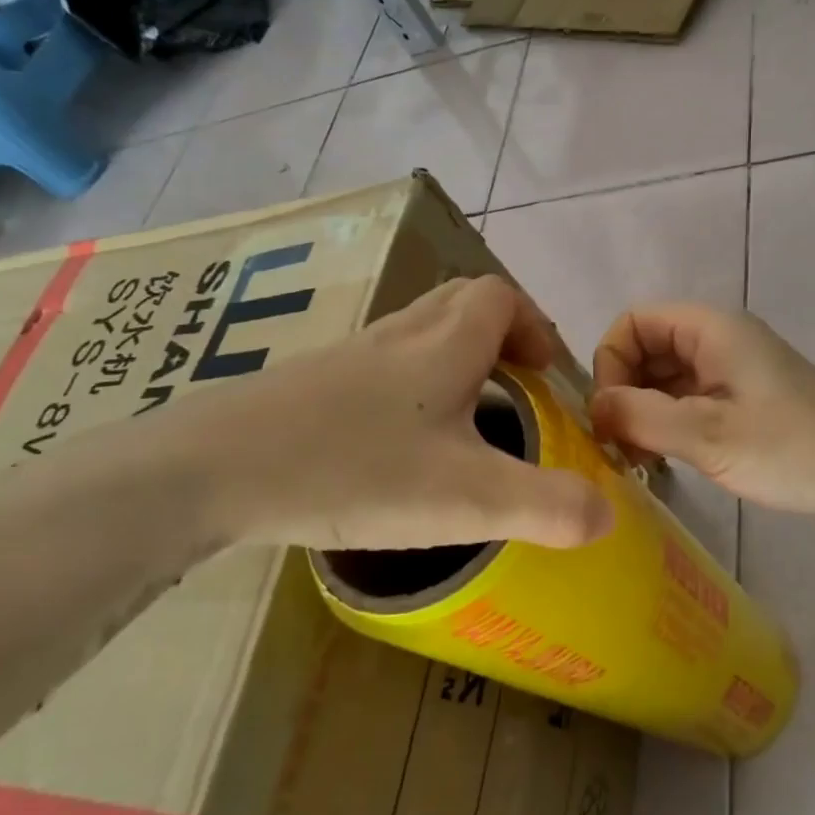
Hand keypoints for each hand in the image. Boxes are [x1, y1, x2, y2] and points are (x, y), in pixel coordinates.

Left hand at [148, 276, 612, 551]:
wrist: (209, 471)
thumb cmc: (354, 470)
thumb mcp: (467, 499)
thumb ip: (546, 507)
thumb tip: (606, 516)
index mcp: (443, 347)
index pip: (499, 298)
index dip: (532, 325)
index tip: (544, 373)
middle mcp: (398, 336)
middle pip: (458, 303)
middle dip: (497, 333)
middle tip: (513, 385)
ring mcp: (348, 357)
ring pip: (416, 332)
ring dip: (452, 358)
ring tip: (464, 417)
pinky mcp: (308, 384)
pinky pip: (377, 365)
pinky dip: (406, 385)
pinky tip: (395, 443)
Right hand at [589, 303, 814, 527]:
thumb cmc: (792, 449)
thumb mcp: (710, 435)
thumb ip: (642, 417)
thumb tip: (592, 408)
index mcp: (711, 329)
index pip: (634, 322)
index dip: (610, 361)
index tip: (608, 414)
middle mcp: (718, 339)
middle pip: (647, 348)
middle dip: (623, 391)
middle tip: (617, 446)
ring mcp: (732, 369)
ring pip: (665, 377)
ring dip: (643, 412)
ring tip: (636, 460)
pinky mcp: (742, 399)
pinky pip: (687, 399)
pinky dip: (667, 423)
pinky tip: (663, 461)